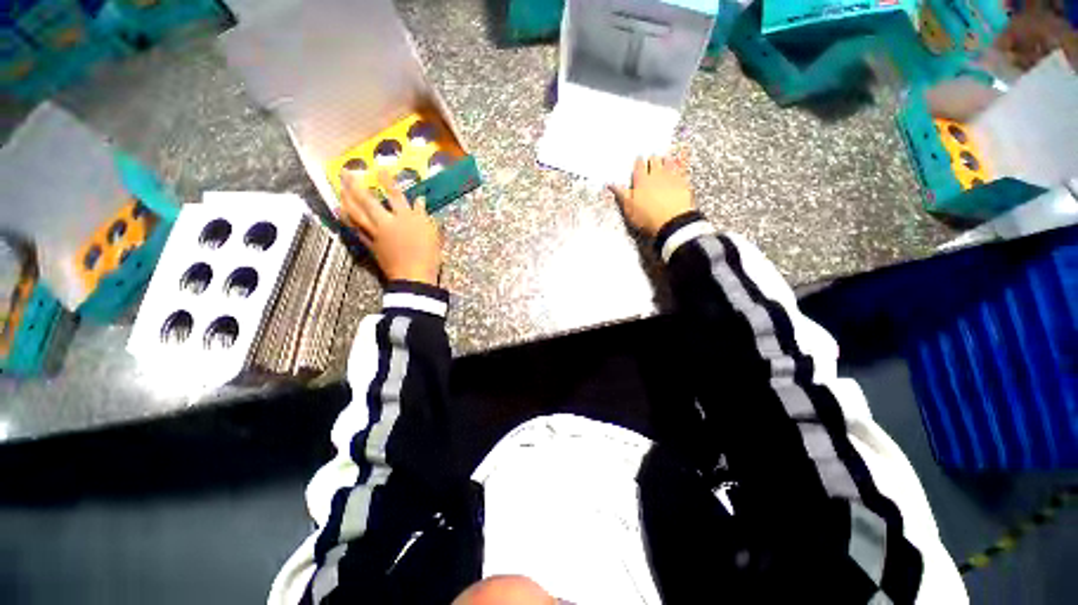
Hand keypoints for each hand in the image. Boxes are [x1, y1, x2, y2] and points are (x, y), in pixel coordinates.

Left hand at [340, 170, 441, 285]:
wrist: (414, 277)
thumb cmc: (428, 256)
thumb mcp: (433, 234)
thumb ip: (424, 216)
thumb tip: (420, 201)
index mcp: (406, 218)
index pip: (395, 194)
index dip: (387, 180)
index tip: (378, 168)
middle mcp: (388, 222)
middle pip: (367, 201)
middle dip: (355, 185)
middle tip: (344, 172)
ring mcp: (376, 234)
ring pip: (356, 214)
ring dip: (345, 200)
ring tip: (338, 189)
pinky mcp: (371, 246)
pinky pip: (355, 230)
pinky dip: (346, 220)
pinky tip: (340, 213)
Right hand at [610, 153, 694, 237]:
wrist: (673, 222)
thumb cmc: (647, 218)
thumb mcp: (629, 209)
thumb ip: (621, 195)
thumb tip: (610, 184)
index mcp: (641, 181)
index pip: (639, 167)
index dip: (638, 162)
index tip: (639, 159)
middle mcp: (656, 175)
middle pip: (654, 161)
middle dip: (652, 159)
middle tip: (651, 158)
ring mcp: (671, 177)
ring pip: (668, 162)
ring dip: (665, 159)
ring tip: (664, 158)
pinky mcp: (684, 182)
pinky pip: (682, 168)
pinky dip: (680, 163)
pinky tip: (681, 162)